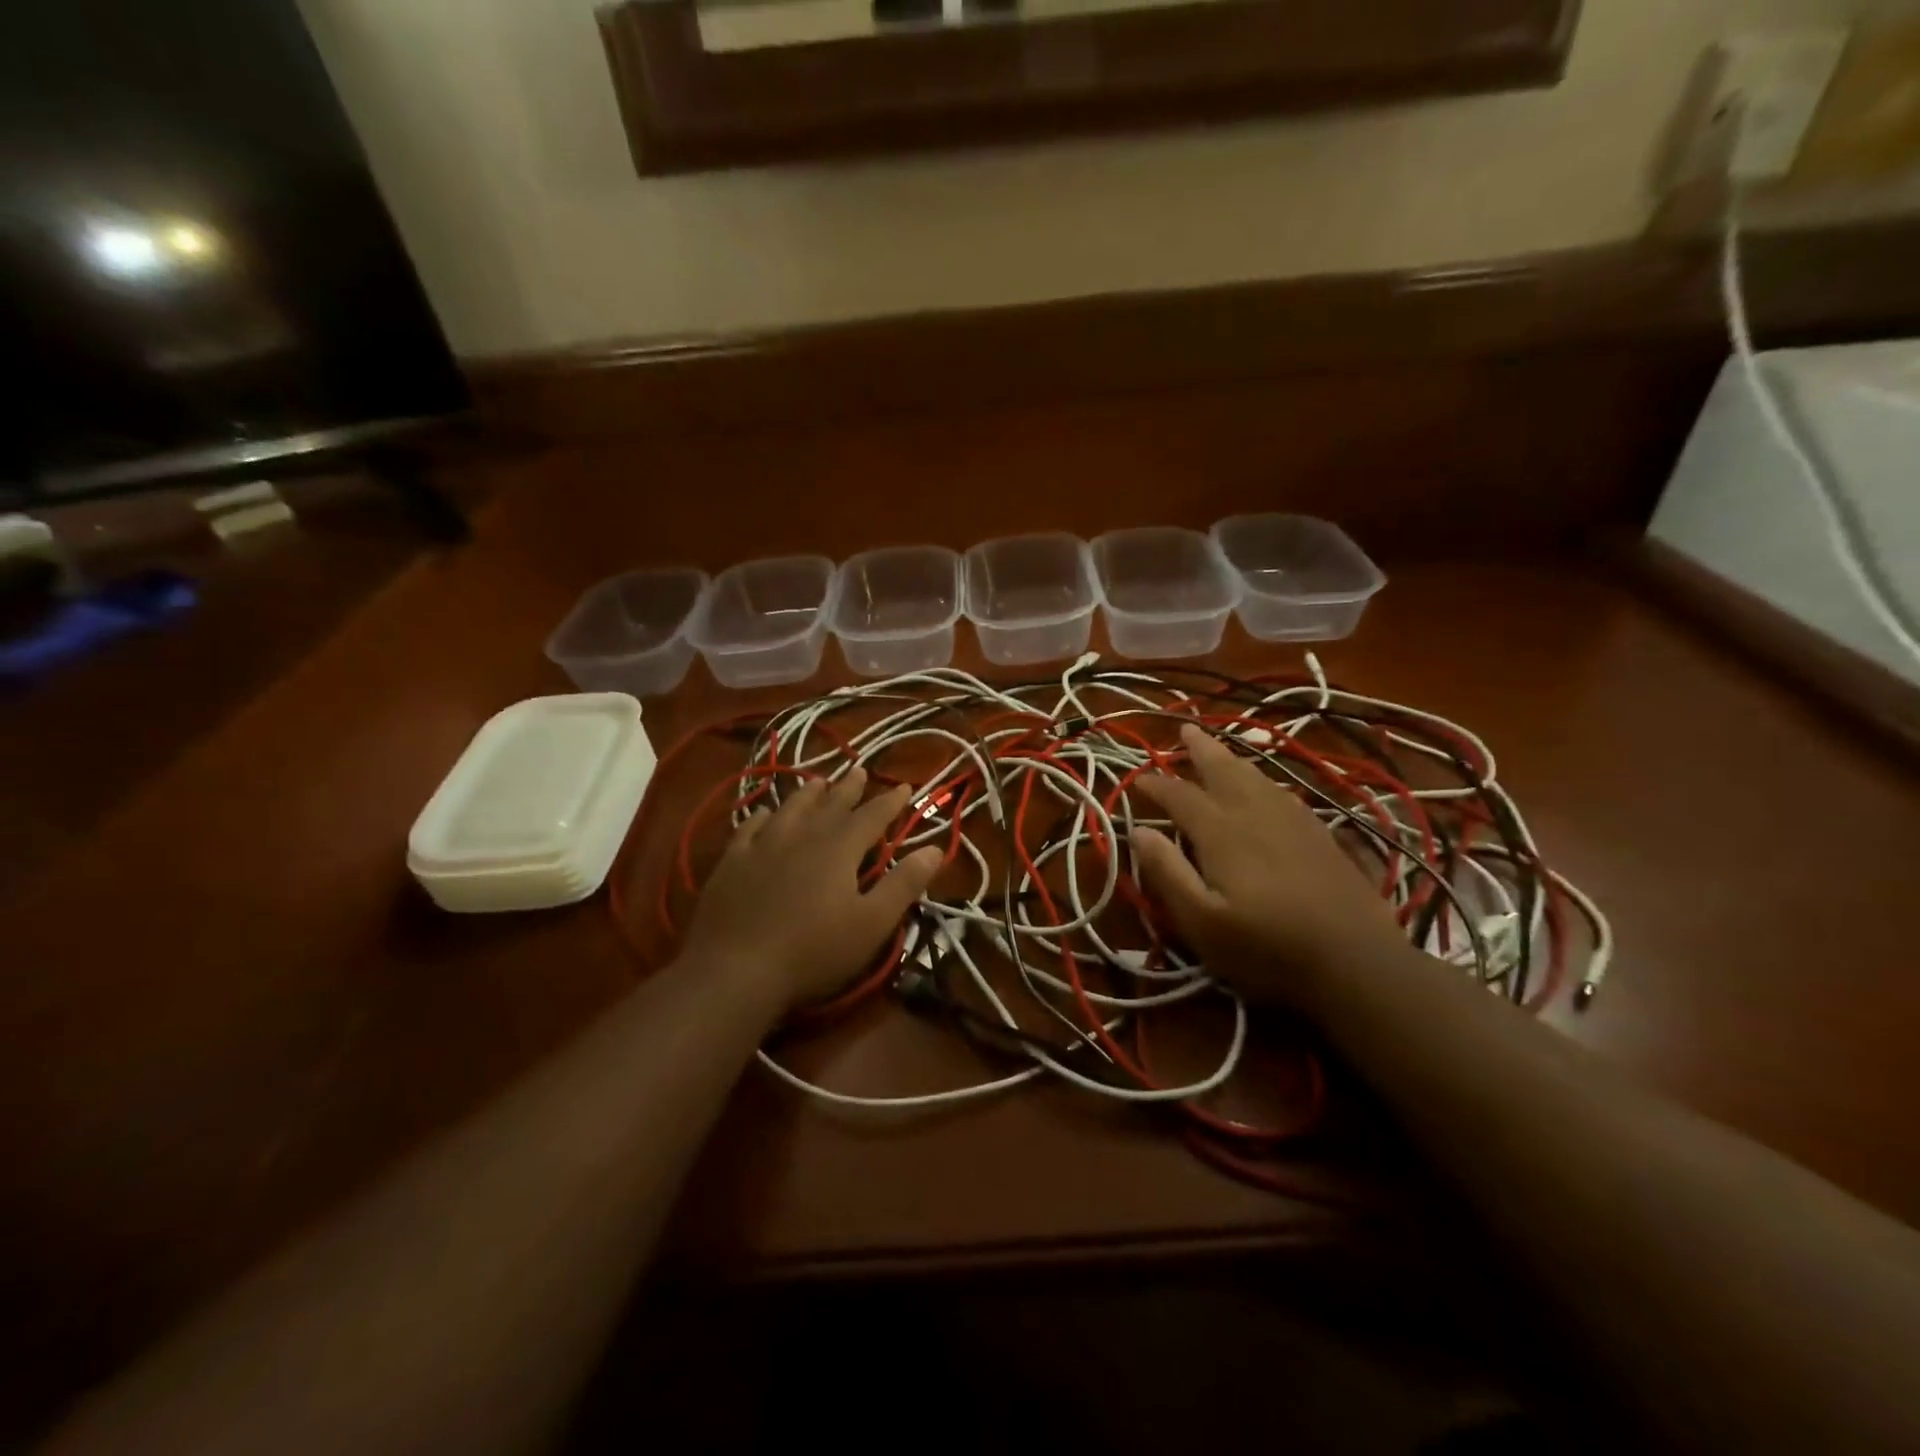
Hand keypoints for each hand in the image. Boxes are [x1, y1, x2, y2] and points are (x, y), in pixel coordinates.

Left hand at [678, 767, 941, 1016]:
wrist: (734, 970)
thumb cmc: (813, 952)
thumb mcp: (872, 924)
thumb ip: (904, 884)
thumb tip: (934, 849)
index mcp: (839, 848)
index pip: (872, 816)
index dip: (890, 801)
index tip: (903, 785)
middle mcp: (802, 835)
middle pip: (831, 804)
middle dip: (849, 788)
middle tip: (859, 770)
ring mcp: (762, 845)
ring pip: (790, 808)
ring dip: (808, 793)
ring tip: (818, 781)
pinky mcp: (731, 862)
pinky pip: (749, 827)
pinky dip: (761, 815)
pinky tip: (763, 812)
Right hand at [1131, 724, 1410, 1005]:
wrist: (1356, 964)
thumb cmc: (1266, 949)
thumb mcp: (1202, 922)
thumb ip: (1168, 873)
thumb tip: (1138, 830)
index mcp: (1221, 832)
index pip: (1181, 796)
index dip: (1157, 784)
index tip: (1138, 777)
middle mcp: (1255, 814)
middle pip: (1224, 771)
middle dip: (1201, 749)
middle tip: (1185, 728)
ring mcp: (1293, 821)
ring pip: (1256, 777)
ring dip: (1232, 758)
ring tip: (1219, 747)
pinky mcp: (1321, 835)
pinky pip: (1284, 792)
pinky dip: (1264, 779)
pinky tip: (1265, 785)